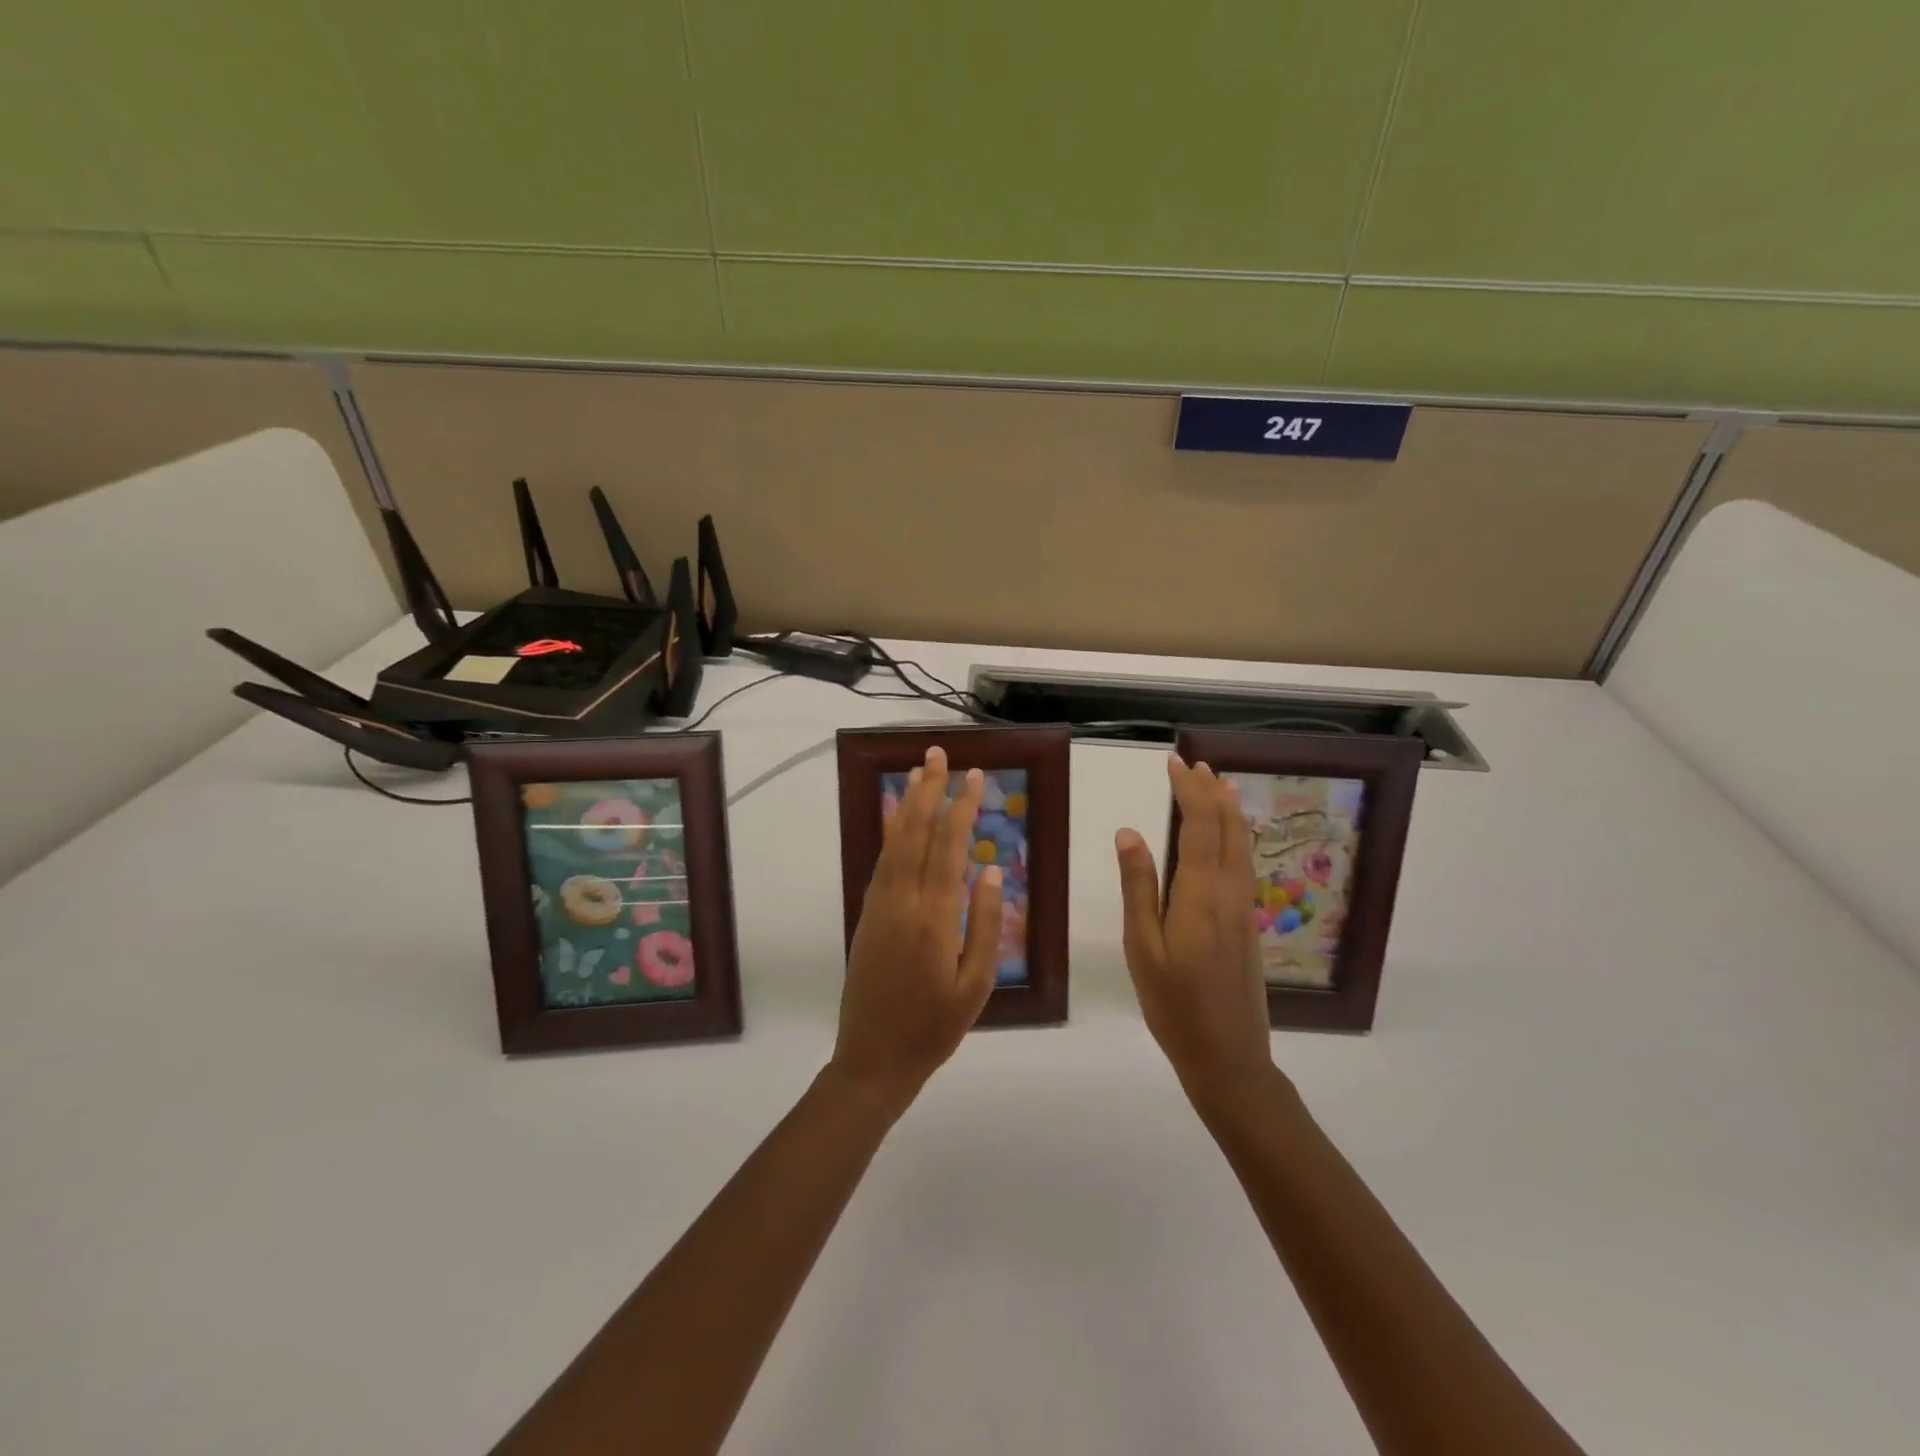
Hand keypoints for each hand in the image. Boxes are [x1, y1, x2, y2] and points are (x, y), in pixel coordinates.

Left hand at [831, 747, 1002, 1116]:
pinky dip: (890, 833)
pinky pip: (881, 862)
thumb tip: (993, 871)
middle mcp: (902, 901)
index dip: (961, 808)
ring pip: (895, 842)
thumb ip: (986, 926)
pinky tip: (897, 817)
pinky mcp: (867, 915)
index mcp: (934, 918)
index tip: (974, 776)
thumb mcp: (975, 986)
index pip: (949, 848)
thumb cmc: (933, 1028)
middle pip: (916, 833)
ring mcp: (879, 906)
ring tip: (918, 771)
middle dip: (929, 790)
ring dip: (908, 804)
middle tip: (938, 753)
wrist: (872, 1059)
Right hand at [1115, 754, 1274, 1109]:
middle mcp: (1230, 893)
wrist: (1229, 1057)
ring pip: (1241, 845)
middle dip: (1211, 791)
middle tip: (1193, 764)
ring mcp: (1243, 909)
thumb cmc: (1174, 1005)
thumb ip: (1138, 887)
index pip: (1199, 827)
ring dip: (1227, 810)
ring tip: (1215, 784)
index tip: (1174, 764)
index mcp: (1201, 896)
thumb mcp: (1142, 948)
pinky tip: (1226, 835)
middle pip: (1227, 829)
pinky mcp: (1247, 923)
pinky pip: (1243, 863)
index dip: (1189, 791)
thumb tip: (1129, 832)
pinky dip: (1235, 835)